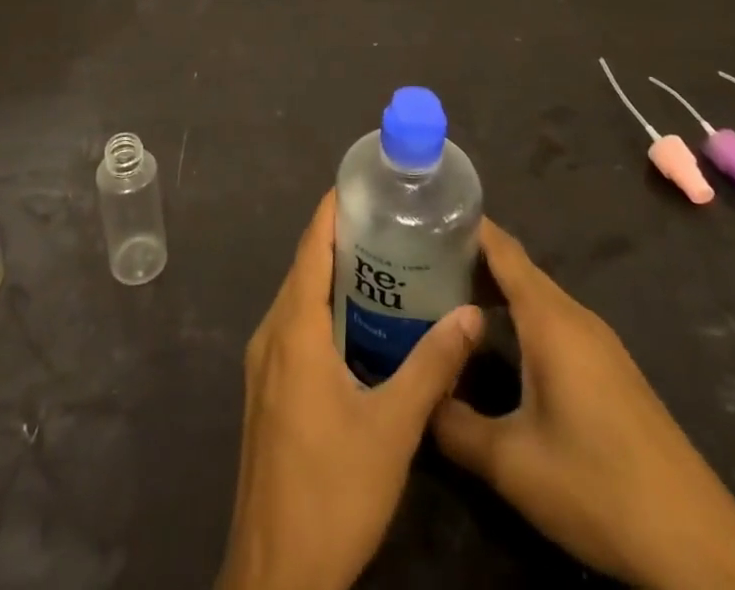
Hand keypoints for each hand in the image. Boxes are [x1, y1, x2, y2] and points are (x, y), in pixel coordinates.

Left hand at [218, 191, 483, 589]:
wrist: (276, 572)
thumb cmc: (333, 490)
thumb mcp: (393, 426)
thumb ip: (432, 365)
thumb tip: (471, 313)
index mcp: (294, 329)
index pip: (310, 247)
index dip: (331, 210)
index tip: (362, 183)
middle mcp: (270, 335)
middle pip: (304, 268)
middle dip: (340, 239)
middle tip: (389, 222)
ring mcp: (263, 365)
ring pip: (298, 300)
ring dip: (333, 277)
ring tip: (383, 263)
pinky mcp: (267, 391)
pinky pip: (294, 328)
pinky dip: (324, 310)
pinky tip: (360, 325)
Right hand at [432, 220, 734, 589]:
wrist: (697, 544)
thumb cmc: (598, 486)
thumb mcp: (512, 464)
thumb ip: (454, 424)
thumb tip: (415, 398)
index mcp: (550, 319)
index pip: (501, 248)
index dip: (463, 224)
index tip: (422, 213)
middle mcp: (575, 317)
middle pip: (516, 267)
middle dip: (469, 257)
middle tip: (416, 260)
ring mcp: (598, 342)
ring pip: (535, 296)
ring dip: (493, 289)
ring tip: (444, 296)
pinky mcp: (609, 369)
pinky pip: (553, 320)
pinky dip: (517, 314)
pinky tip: (496, 342)